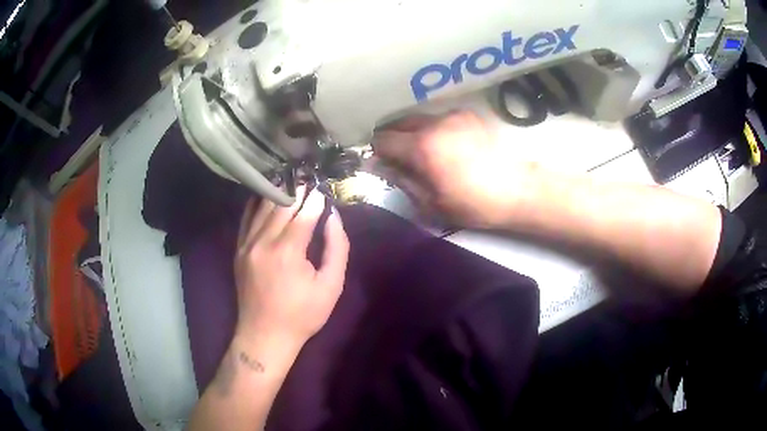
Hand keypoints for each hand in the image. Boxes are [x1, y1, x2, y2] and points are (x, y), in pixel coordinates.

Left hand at [234, 187, 349, 348]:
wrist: (265, 335)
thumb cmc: (302, 315)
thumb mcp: (331, 287)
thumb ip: (336, 248)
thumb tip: (333, 217)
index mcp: (288, 252)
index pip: (304, 213)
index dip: (316, 199)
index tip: (325, 188)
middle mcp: (263, 241)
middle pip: (282, 204)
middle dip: (299, 189)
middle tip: (311, 179)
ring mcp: (247, 244)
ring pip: (263, 207)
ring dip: (279, 191)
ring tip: (293, 181)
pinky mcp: (239, 249)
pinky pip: (247, 217)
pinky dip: (258, 202)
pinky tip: (268, 193)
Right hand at [371, 110, 540, 228]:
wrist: (517, 190)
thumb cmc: (473, 204)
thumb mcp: (431, 203)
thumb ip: (401, 180)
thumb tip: (378, 165)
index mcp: (422, 147)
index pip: (383, 139)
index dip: (377, 151)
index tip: (382, 163)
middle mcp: (434, 123)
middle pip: (398, 122)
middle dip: (392, 138)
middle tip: (399, 158)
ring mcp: (453, 115)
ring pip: (419, 118)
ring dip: (412, 132)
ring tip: (424, 151)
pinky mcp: (468, 115)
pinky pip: (439, 118)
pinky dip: (433, 128)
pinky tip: (445, 145)